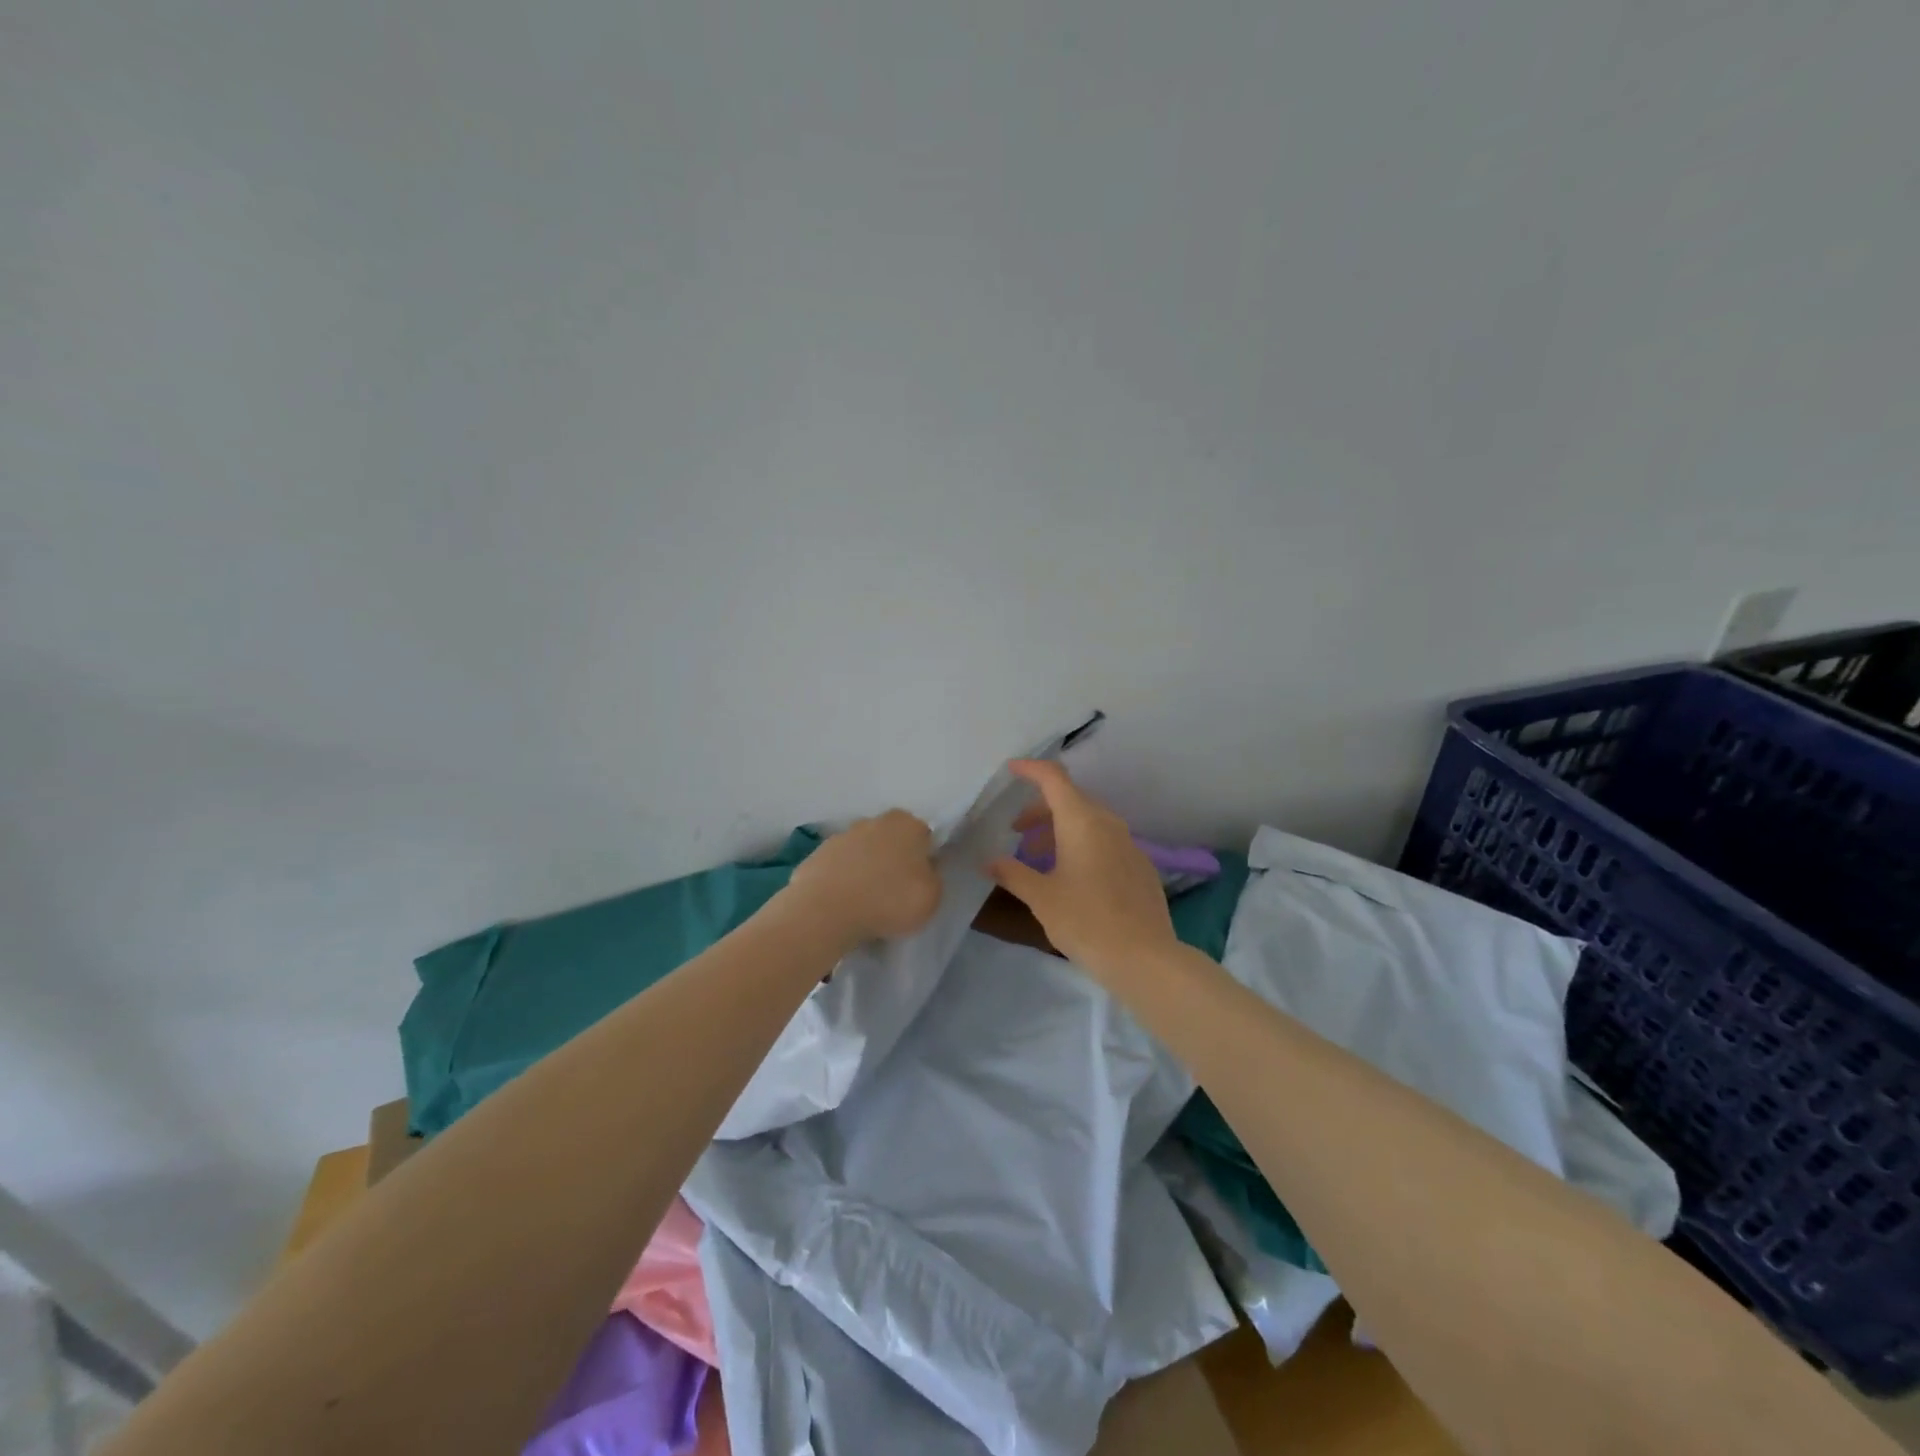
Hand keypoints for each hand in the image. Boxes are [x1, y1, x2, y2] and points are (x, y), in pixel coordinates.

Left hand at [787, 809, 942, 942]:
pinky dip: (842, 880)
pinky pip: (839, 868)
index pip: (924, 836)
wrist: (826, 911)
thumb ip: (932, 878)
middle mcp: (875, 821)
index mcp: (908, 824)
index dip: (924, 859)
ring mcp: (842, 836)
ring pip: (863, 852)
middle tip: (894, 891)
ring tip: (866, 902)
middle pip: (891, 840)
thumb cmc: (888, 900)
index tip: (919, 882)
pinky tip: (844, 903)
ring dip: (866, 869)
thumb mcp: (932, 897)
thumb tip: (923, 871)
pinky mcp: (817, 854)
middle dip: (893, 859)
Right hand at [987, 761, 1176, 978]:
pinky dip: (1082, 846)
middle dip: (1040, 810)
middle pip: (1071, 800)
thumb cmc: (1085, 921)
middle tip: (1016, 832)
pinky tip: (1072, 877)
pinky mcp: (1140, 866)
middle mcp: (1108, 823)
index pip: (1054, 778)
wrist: (1144, 958)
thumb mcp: (1041, 898)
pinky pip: (1105, 842)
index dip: (1030, 769)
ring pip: (1089, 822)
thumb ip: (1012, 874)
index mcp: (1082, 821)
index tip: (1010, 770)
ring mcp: (1129, 844)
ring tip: (1038, 859)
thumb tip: (988, 861)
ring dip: (1060, 830)